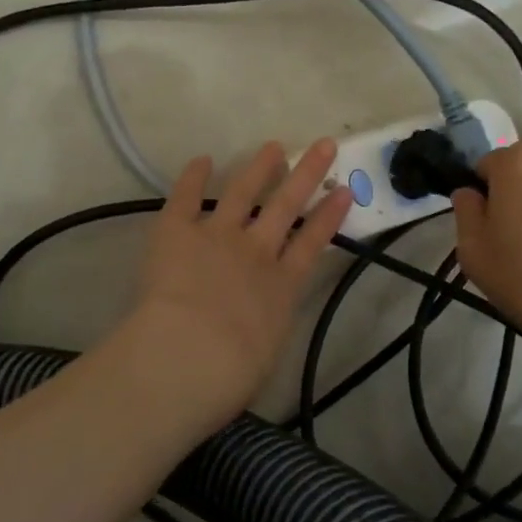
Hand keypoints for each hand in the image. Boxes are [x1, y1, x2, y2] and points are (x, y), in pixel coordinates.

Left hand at [121, 140, 353, 427]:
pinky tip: (202, 160)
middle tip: (323, 145)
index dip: (330, 216)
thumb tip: (259, 327)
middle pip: (286, 206)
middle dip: (306, 174)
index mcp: (282, 287)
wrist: (190, 356)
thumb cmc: (231, 375)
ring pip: (243, 193)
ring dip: (259, 168)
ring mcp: (217, 236)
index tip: (344, 192)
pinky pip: (186, 198)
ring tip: (272, 147)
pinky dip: (193, 178)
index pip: (313, 244)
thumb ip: (265, 330)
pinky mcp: (177, 232)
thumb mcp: (264, 356)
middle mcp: (256, 252)